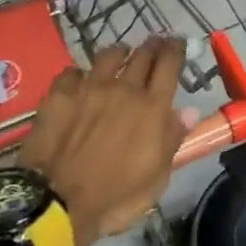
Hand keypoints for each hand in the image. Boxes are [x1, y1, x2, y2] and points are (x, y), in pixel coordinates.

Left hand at [20, 38, 187, 245]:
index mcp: (153, 108)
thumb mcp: (156, 178)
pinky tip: (79, 80)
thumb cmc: (115, 197)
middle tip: (155, 44)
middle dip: (152, 46)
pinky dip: (80, 74)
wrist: (56, 202)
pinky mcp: (58, 94)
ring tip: (120, 55)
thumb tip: (188, 111)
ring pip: (108, 55)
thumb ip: (172, 140)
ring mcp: (88, 88)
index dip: (176, 49)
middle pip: (142, 55)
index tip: (178, 43)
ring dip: (119, 53)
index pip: (170, 65)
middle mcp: (123, 89)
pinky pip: (73, 72)